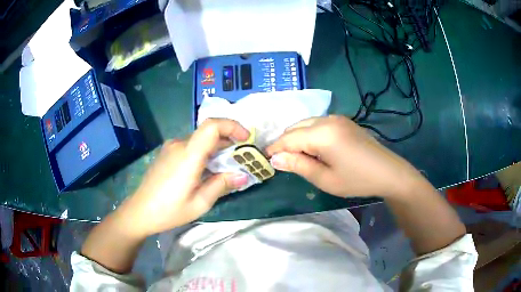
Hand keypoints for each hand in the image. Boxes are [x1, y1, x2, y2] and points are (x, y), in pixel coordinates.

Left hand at [124, 119, 249, 235]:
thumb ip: (222, 185)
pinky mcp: (167, 152)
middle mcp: (179, 144)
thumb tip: (243, 176)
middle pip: (208, 132)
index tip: (246, 139)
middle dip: (228, 142)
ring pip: (200, 140)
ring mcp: (171, 147)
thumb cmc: (169, 211)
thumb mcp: (200, 203)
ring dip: (216, 149)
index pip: (212, 126)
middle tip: (241, 159)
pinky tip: (206, 170)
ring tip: (225, 168)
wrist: (140, 211)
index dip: (232, 126)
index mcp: (188, 155)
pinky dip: (204, 152)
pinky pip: (190, 146)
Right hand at [266, 115, 423, 197]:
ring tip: (297, 157)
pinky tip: (314, 149)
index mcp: (322, 134)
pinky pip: (318, 124)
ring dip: (297, 138)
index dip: (274, 148)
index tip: (263, 159)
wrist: (389, 172)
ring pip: (306, 124)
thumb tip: (275, 158)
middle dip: (285, 143)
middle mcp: (327, 119)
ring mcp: (337, 118)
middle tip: (282, 162)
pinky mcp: (344, 121)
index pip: (288, 138)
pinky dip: (309, 134)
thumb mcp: (326, 179)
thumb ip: (299, 165)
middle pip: (295, 127)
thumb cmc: (357, 180)